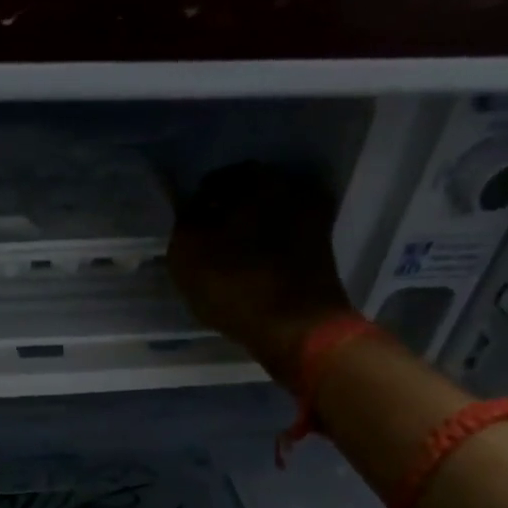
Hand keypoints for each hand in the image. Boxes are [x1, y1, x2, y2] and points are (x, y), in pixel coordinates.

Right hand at [167, 162, 352, 358]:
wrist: (296, 327)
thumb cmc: (236, 284)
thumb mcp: (188, 253)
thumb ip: (185, 222)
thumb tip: (191, 210)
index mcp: (256, 179)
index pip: (218, 180)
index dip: (200, 200)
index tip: (188, 222)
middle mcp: (291, 187)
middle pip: (248, 196)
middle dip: (228, 212)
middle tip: (207, 238)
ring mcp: (313, 220)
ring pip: (268, 217)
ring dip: (249, 231)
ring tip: (227, 257)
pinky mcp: (322, 251)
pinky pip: (284, 242)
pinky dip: (267, 250)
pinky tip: (250, 269)